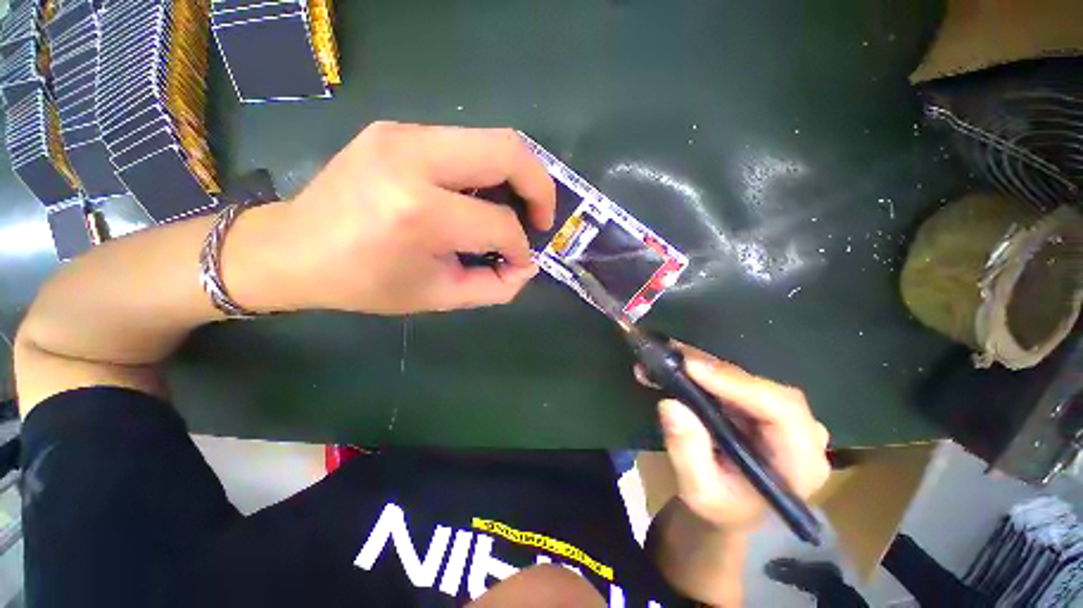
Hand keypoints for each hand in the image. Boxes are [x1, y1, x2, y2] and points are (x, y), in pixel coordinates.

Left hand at [278, 122, 555, 313]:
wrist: (294, 248)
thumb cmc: (366, 282)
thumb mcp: (439, 297)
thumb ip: (495, 287)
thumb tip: (528, 266)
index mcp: (419, 213)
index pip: (499, 223)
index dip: (520, 248)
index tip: (520, 263)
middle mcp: (413, 159)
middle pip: (508, 151)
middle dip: (540, 187)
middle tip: (541, 218)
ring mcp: (403, 134)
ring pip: (492, 138)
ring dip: (517, 175)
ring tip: (517, 207)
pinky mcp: (398, 129)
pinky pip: (466, 142)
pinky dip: (488, 169)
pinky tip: (481, 195)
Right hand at [636, 344, 830, 531]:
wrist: (729, 507)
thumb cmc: (721, 508)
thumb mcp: (699, 492)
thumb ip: (688, 453)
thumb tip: (671, 405)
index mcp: (800, 462)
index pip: (782, 411)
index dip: (737, 383)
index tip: (692, 368)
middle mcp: (799, 431)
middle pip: (760, 386)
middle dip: (712, 369)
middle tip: (671, 356)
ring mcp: (779, 415)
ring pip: (742, 377)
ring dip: (701, 364)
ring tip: (665, 355)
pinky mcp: (758, 404)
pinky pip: (730, 378)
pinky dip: (700, 369)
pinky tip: (675, 363)